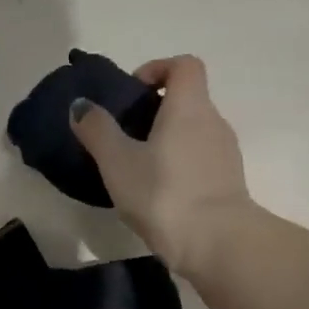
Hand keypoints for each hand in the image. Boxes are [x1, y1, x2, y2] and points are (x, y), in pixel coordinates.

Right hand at [72, 55, 253, 271]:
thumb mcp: (117, 161)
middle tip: (123, 137)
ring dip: (165, 141)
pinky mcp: (227, 183)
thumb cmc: (163, 193)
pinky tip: (156, 193)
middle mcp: (214, 122)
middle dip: (154, 111)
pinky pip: (199, 160)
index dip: (157, 69)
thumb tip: (81, 106)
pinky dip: (178, 165)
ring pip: (192, 132)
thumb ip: (97, 130)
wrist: (217, 243)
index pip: (184, 65)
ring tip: (135, 169)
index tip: (132, 94)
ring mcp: (225, 154)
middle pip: (187, 100)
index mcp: (189, 107)